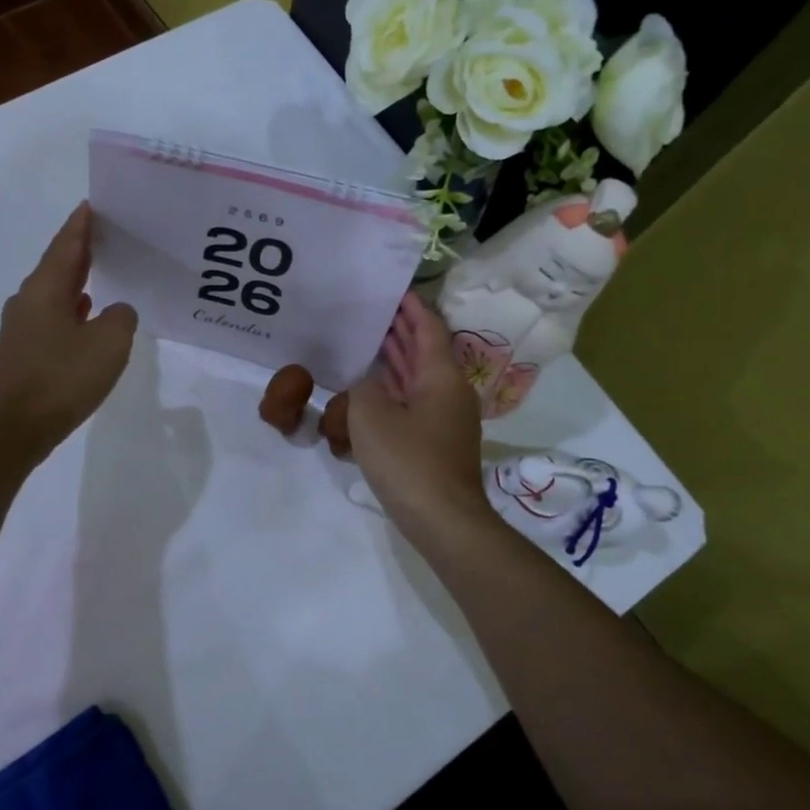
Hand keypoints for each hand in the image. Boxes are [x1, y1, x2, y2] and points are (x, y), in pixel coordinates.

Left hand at [0, 202, 137, 459]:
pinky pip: (52, 317)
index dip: (82, 224)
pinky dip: (71, 309)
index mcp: (46, 288)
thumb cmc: (63, 377)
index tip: (93, 204)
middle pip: (58, 265)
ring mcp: (21, 327)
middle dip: (81, 249)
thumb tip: (116, 311)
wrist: (16, 427)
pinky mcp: (23, 352)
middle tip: (107, 235)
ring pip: (54, 292)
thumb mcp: (110, 343)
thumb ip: (121, 317)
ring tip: (102, 272)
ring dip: (77, 280)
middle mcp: (28, 300)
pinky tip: (86, 317)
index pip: (67, 244)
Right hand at [348, 293, 492, 532]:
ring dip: (396, 360)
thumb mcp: (371, 417)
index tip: (393, 289)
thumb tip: (363, 382)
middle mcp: (448, 391)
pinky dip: (394, 389)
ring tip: (367, 340)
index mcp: (441, 377)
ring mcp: (445, 419)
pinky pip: (414, 402)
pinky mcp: (436, 442)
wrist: (443, 520)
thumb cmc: (409, 461)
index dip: (411, 307)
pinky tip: (370, 390)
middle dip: (400, 331)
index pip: (428, 328)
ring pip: (418, 378)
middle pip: (425, 351)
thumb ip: (361, 388)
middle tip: (371, 311)